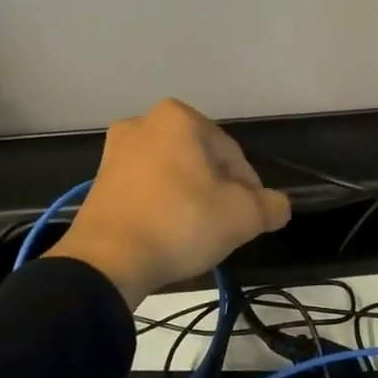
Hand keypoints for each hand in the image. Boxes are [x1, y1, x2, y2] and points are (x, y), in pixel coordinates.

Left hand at [46, 99, 291, 307]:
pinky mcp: (99, 180)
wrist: (107, 260)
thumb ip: (271, 206)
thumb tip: (279, 206)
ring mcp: (116, 151)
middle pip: (200, 160)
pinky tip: (168, 233)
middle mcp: (145, 122)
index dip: (249, 187)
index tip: (251, 216)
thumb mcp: (242, 217)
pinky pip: (145, 187)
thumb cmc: (181, 222)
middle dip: (216, 189)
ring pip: (172, 173)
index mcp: (180, 118)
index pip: (232, 153)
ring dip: (189, 197)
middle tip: (225, 224)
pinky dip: (161, 205)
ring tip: (197, 232)